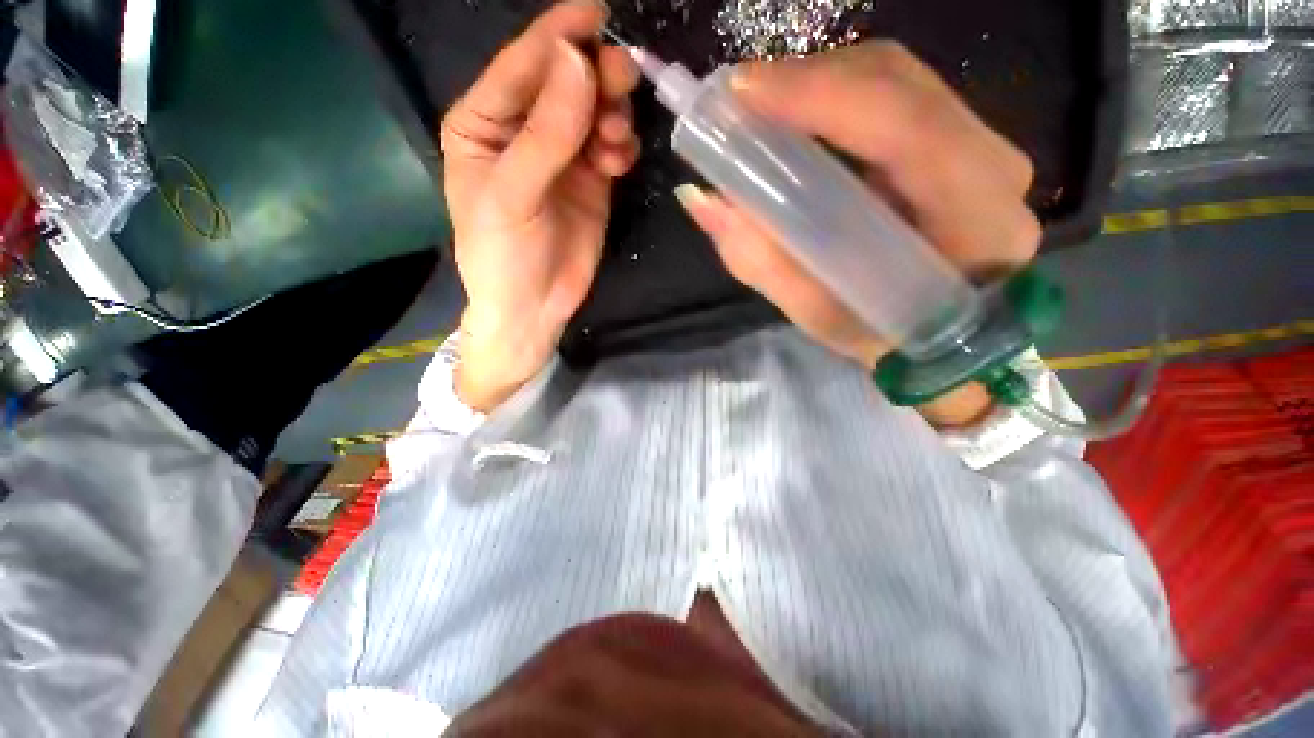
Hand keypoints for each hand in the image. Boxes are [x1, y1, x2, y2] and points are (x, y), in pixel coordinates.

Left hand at [441, 1, 639, 411]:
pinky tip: (618, 161)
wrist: (533, 309)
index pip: (522, 68)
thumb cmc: (504, 255)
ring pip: (592, 113)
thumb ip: (547, 132)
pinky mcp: (590, 182)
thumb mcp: (515, 194)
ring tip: (616, 139)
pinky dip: (619, 146)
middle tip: (623, 77)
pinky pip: (609, 146)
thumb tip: (578, 62)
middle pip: (563, 85)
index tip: (595, 11)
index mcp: (484, 124)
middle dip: (594, 77)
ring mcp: (561, 157)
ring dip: (611, 115)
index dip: (557, 38)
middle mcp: (523, 132)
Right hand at [674, 42, 1040, 425]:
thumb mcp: (818, 315)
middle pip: (898, 84)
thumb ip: (761, 260)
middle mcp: (992, 166)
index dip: (821, 96)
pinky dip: (834, 99)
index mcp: (975, 221)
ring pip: (895, 80)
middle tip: (736, 102)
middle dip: (807, 81)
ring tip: (757, 110)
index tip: (740, 95)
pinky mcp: (958, 143)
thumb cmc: (884, 338)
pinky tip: (795, 118)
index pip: (906, 128)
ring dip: (817, 86)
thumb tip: (699, 199)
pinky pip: (893, 98)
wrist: (943, 340)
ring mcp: (980, 146)